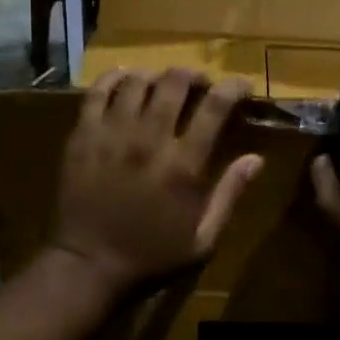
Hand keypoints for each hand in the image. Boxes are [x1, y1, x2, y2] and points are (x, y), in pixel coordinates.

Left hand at [50, 69, 264, 293]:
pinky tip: (125, 81)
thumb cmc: (152, 255)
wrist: (89, 265)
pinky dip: (114, 79)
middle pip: (174, 82)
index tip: (241, 85)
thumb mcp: (203, 239)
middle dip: (193, 75)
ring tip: (161, 84)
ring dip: (156, 76)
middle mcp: (148, 139)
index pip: (215, 107)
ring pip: (136, 81)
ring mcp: (111, 134)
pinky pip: (96, 92)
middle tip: (199, 84)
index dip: (233, 87)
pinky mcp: (82, 136)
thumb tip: (257, 159)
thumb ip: (230, 194)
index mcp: (183, 165)